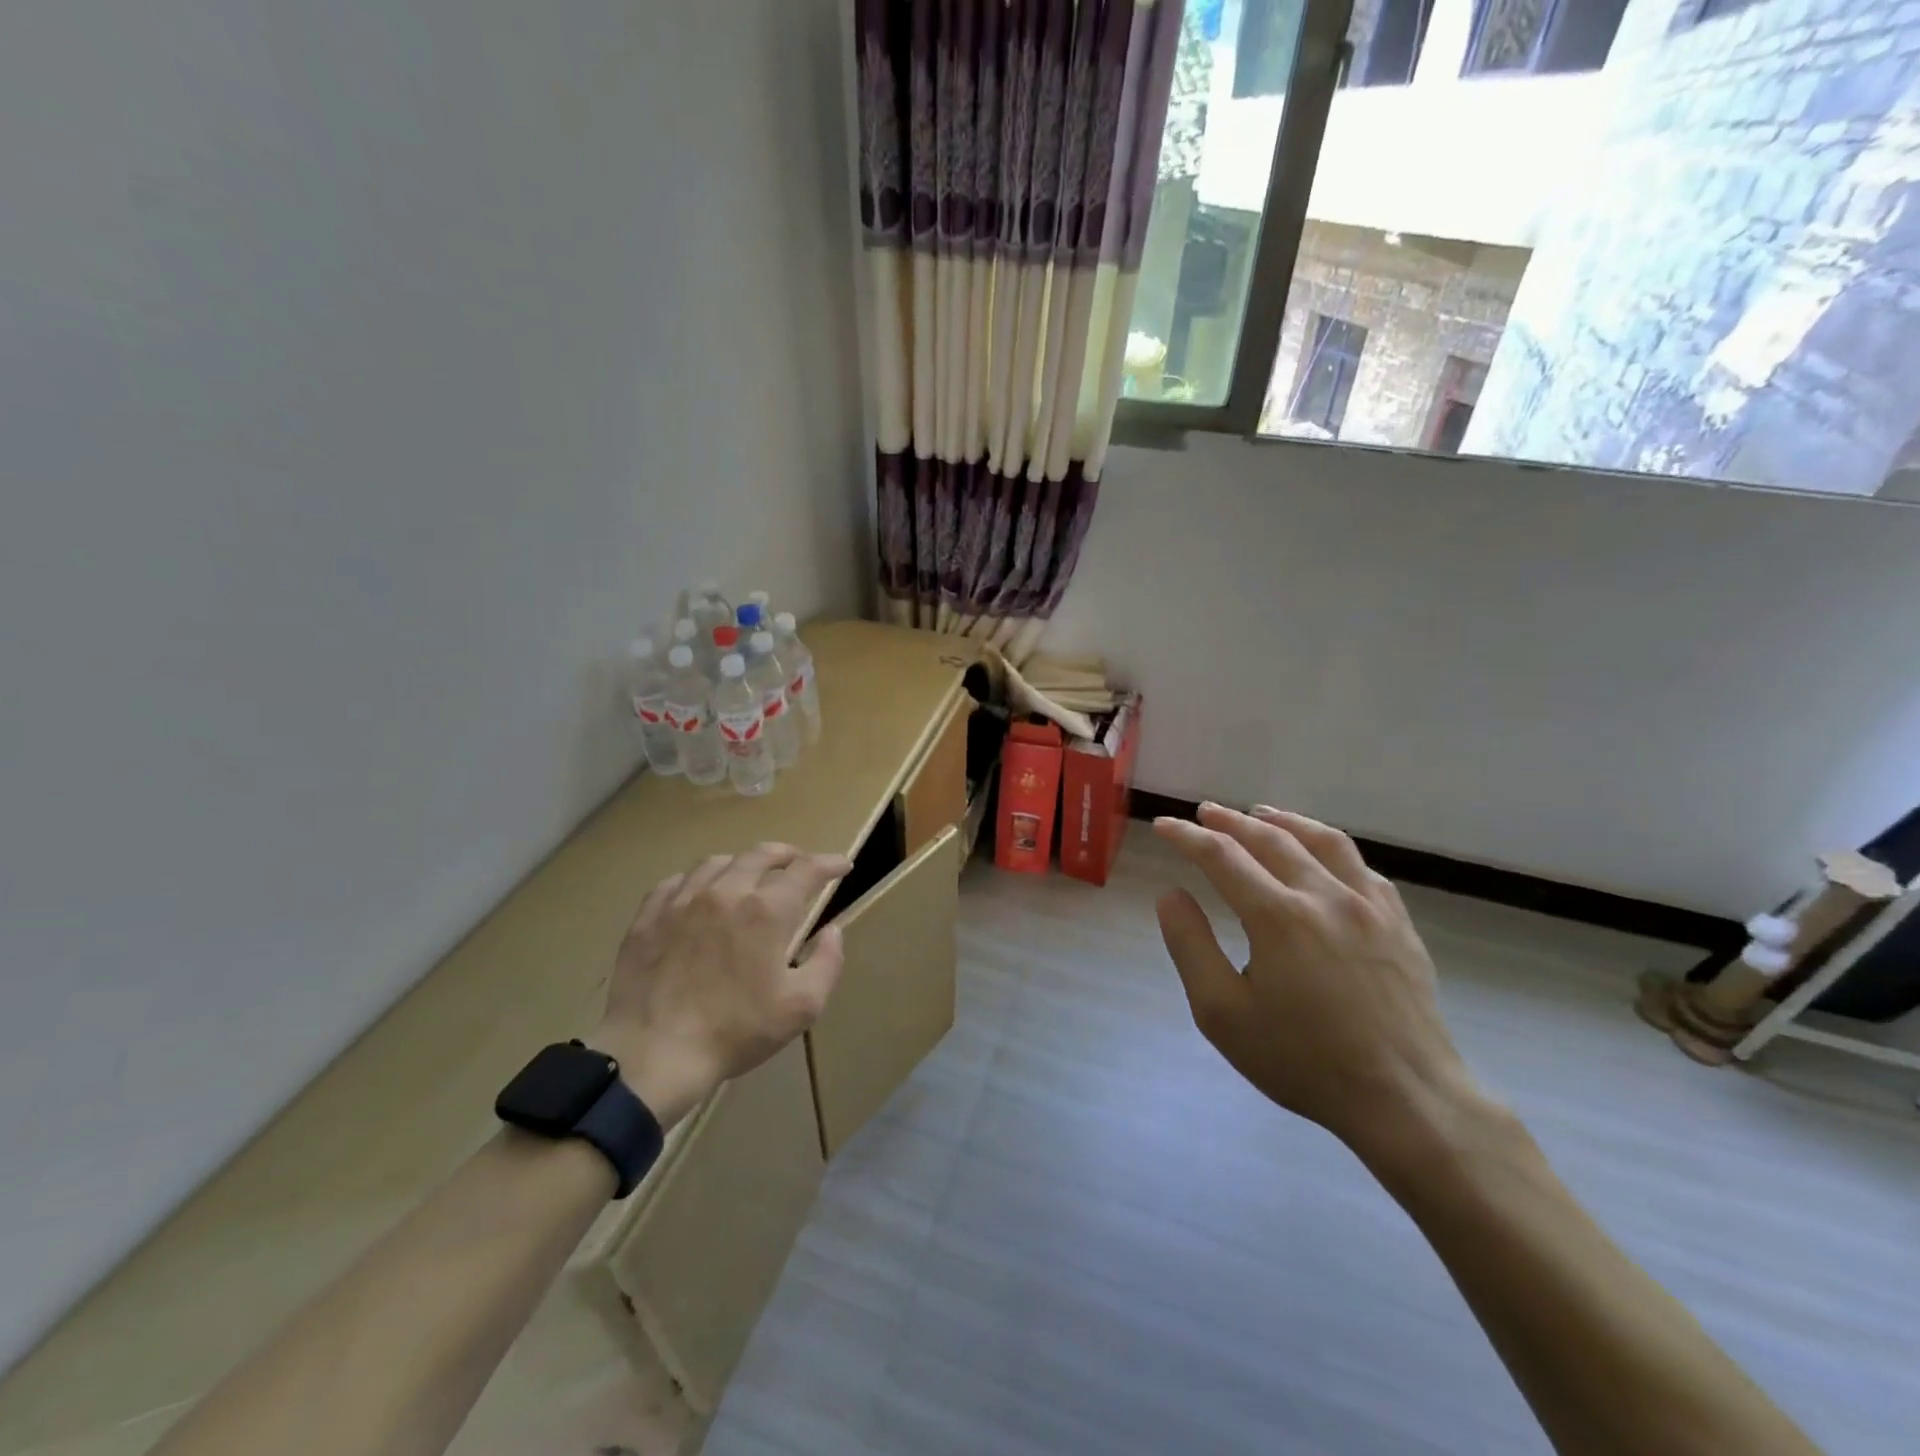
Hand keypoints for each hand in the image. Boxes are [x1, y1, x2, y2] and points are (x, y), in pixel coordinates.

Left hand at [595, 843, 853, 1126]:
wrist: (653, 1054)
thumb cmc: (735, 1031)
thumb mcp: (802, 1006)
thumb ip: (827, 962)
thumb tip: (832, 931)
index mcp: (766, 910)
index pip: (806, 869)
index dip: (829, 863)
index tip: (842, 866)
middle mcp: (726, 891)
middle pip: (761, 854)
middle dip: (787, 855)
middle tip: (798, 864)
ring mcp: (682, 900)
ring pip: (718, 862)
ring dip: (742, 863)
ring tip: (749, 876)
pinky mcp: (649, 916)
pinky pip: (676, 881)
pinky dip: (698, 880)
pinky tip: (699, 894)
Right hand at [1153, 804, 1481, 1161]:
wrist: (1406, 1100)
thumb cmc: (1302, 1060)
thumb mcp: (1222, 1013)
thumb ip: (1190, 946)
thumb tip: (1171, 895)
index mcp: (1277, 916)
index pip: (1221, 856)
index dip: (1188, 836)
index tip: (1165, 825)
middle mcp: (1324, 896)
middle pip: (1270, 839)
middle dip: (1231, 821)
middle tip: (1206, 812)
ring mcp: (1369, 907)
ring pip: (1323, 841)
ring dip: (1285, 821)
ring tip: (1262, 813)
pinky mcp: (1399, 924)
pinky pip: (1362, 867)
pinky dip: (1331, 848)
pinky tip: (1323, 855)